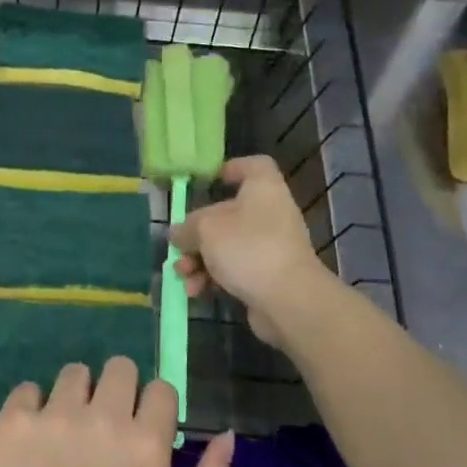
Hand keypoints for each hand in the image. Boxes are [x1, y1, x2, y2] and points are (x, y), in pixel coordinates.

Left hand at [0, 358, 233, 466]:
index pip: (161, 388)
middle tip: (106, 422)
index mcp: (146, 442)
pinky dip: (32, 405)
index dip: (156, 407)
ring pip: (75, 372)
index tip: (145, 429)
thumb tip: (225, 436)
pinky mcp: (16, 420)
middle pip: (120, 366)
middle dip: (119, 388)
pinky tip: (33, 434)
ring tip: (67, 427)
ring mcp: (56, 415)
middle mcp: (103, 417)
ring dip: (77, 393)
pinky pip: (28, 388)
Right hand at [171, 155, 334, 350]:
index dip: (233, 168)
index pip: (255, 166)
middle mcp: (270, 214)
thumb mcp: (206, 230)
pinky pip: (233, 270)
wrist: (288, 300)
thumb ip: (187, 227)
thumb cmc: (248, 248)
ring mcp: (270, 247)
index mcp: (263, 190)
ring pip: (225, 246)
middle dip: (197, 235)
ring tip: (183, 276)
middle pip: (227, 214)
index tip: (210, 181)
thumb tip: (179, 234)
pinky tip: (196, 292)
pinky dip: (213, 278)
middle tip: (179, 249)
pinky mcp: (267, 276)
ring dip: (199, 261)